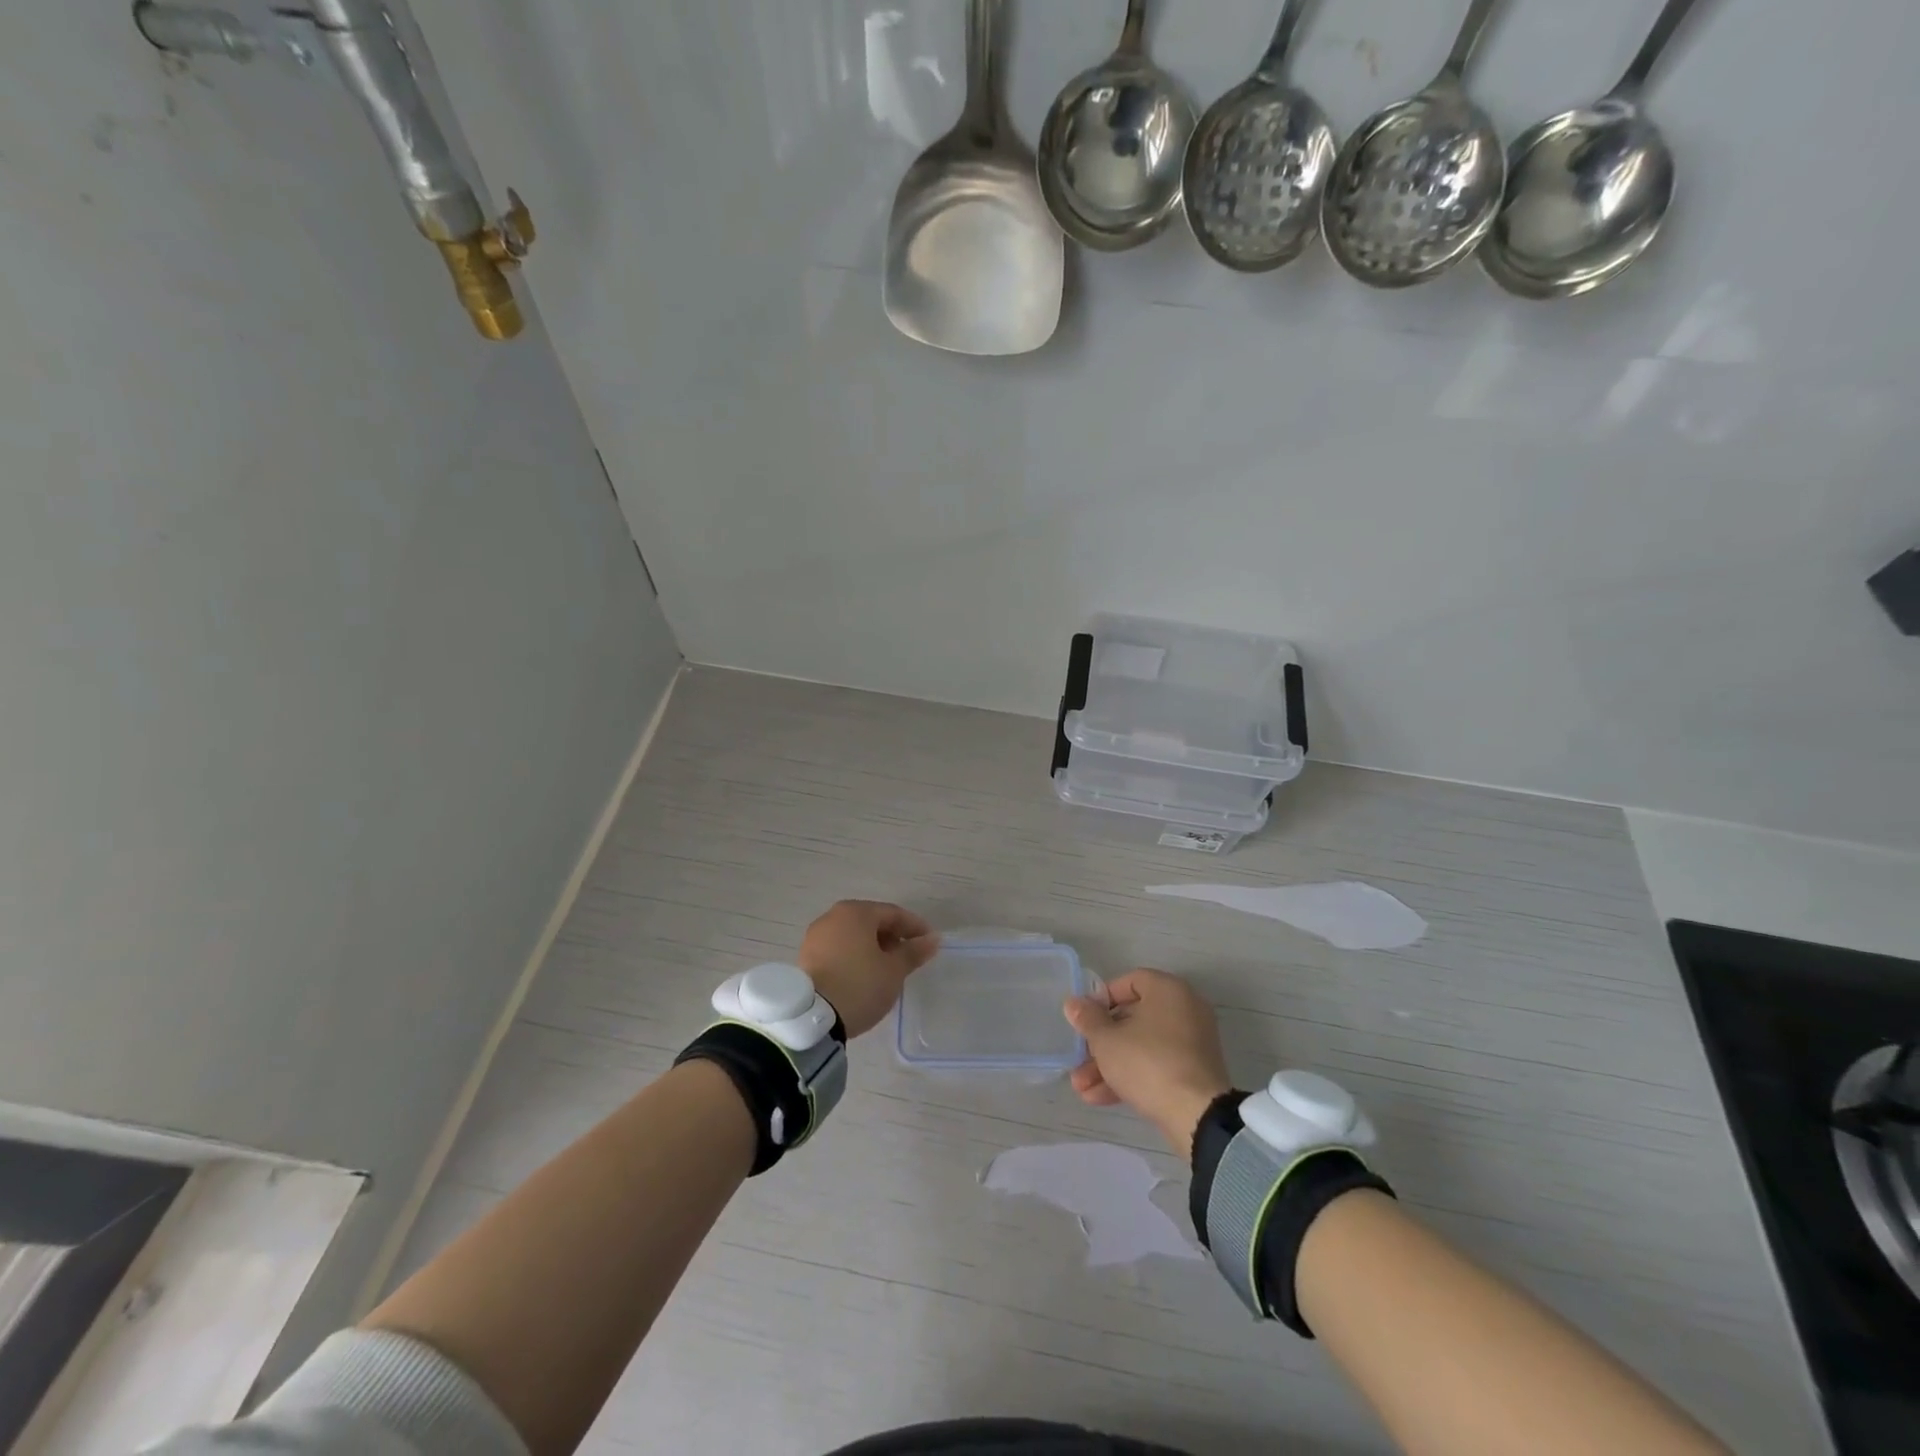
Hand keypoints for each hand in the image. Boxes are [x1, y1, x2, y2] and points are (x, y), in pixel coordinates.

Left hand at [797, 901, 938, 1038]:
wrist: (812, 1018)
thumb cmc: (860, 985)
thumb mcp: (894, 970)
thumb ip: (914, 952)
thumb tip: (932, 939)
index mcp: (856, 912)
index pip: (893, 913)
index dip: (915, 927)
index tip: (930, 942)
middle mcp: (833, 916)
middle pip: (871, 921)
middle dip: (893, 936)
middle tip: (910, 956)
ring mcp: (816, 936)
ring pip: (854, 935)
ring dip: (874, 947)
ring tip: (889, 968)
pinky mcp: (807, 956)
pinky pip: (839, 948)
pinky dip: (855, 955)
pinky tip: (865, 974)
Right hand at [1064, 969, 1232, 1160]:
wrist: (1197, 1116)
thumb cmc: (1148, 1063)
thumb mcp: (1107, 1040)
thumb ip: (1087, 1019)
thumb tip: (1073, 1003)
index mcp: (1168, 990)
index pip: (1129, 981)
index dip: (1102, 998)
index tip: (1084, 1019)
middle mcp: (1184, 1009)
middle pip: (1132, 1018)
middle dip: (1100, 1043)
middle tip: (1078, 1059)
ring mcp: (1192, 1043)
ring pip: (1141, 1046)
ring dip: (1110, 1065)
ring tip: (1081, 1088)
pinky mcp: (1194, 1072)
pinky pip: (1157, 1065)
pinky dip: (1131, 1076)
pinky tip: (1099, 1098)